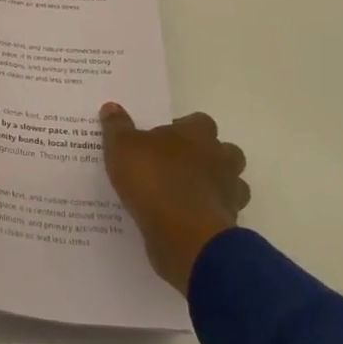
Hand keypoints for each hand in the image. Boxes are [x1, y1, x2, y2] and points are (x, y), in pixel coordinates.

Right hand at [100, 103, 248, 294]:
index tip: (163, 139)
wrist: (183, 236)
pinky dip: (208, 215)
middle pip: (225, 151)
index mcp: (197, 134)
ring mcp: (229, 193)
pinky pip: (221, 214)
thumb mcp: (122, 147)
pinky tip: (186, 220)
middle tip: (178, 165)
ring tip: (184, 194)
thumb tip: (111, 107)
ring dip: (214, 187)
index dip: (184, 128)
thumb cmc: (154, 180)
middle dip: (208, 157)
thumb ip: (117, 127)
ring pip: (231, 184)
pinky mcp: (228, 224)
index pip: (200, 121)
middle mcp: (220, 159)